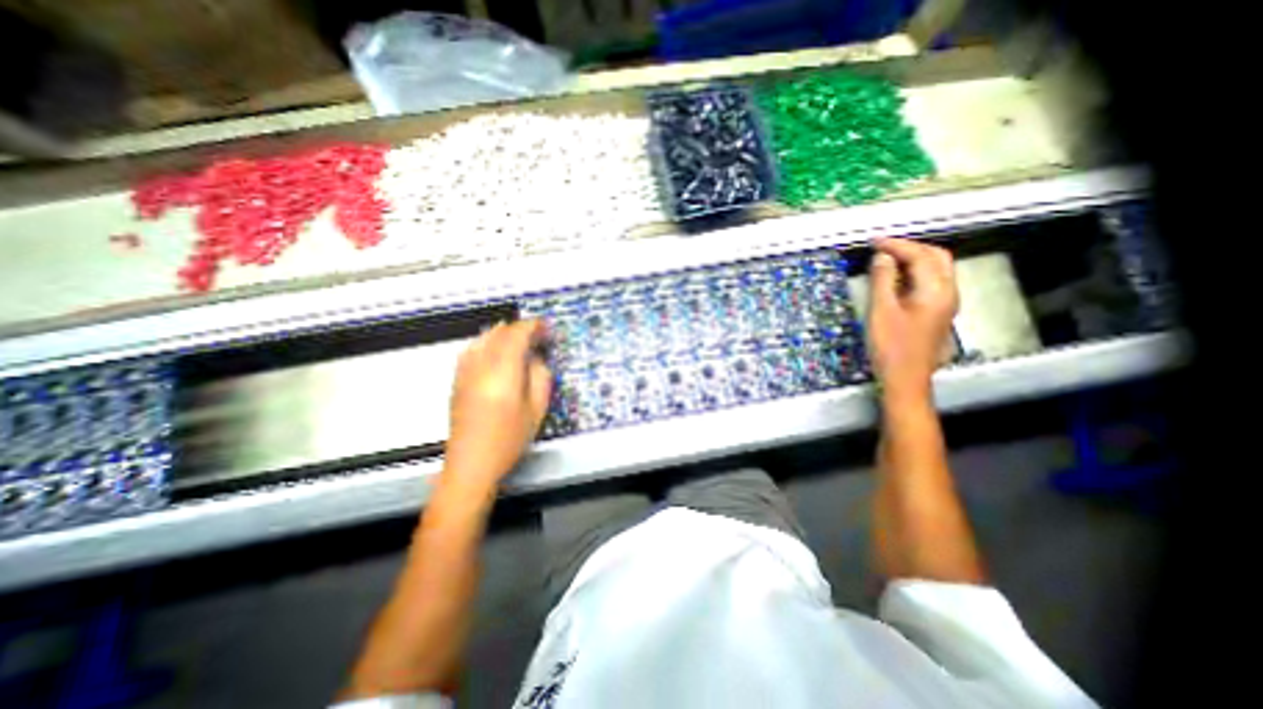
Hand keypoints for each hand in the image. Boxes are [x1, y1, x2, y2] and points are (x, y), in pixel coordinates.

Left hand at [442, 318, 553, 487]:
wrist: (471, 462)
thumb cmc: (509, 438)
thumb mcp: (537, 409)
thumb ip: (540, 377)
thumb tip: (537, 357)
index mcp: (503, 371)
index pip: (518, 334)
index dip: (534, 326)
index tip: (548, 328)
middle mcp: (481, 364)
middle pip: (501, 332)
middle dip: (521, 328)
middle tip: (539, 335)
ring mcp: (465, 370)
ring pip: (484, 337)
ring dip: (505, 332)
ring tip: (520, 339)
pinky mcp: (457, 379)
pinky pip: (473, 348)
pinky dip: (488, 341)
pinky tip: (496, 350)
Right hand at [868, 239, 956, 401]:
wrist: (905, 378)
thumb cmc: (891, 345)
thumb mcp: (881, 310)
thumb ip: (883, 280)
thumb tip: (882, 257)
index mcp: (936, 290)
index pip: (920, 255)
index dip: (896, 245)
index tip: (873, 241)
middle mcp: (948, 292)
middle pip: (936, 257)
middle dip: (910, 247)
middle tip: (882, 248)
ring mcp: (945, 303)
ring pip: (935, 269)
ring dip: (913, 259)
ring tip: (886, 259)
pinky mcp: (937, 312)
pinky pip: (930, 282)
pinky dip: (914, 273)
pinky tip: (895, 279)